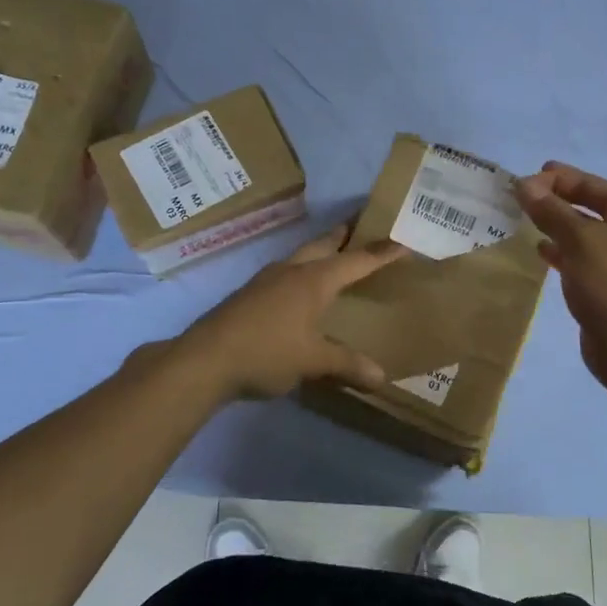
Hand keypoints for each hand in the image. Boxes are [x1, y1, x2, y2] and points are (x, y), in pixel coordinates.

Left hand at [177, 226, 405, 399]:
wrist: (204, 360)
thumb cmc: (266, 352)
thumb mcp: (312, 361)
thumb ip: (347, 365)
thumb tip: (381, 378)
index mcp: (313, 280)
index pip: (356, 260)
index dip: (381, 253)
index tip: (402, 242)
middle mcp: (292, 271)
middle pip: (324, 244)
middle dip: (345, 235)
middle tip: (363, 227)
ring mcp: (266, 280)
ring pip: (301, 256)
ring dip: (321, 252)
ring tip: (335, 258)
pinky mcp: (250, 295)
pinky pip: (285, 274)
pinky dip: (303, 273)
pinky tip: (301, 291)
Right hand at [514, 161, 606, 386]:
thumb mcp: (580, 241)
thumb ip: (551, 210)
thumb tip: (524, 185)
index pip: (590, 183)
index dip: (556, 179)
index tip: (522, 181)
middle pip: (587, 205)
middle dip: (554, 200)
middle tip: (519, 197)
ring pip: (582, 232)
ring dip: (555, 224)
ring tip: (523, 220)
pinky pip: (580, 257)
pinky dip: (560, 250)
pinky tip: (540, 250)